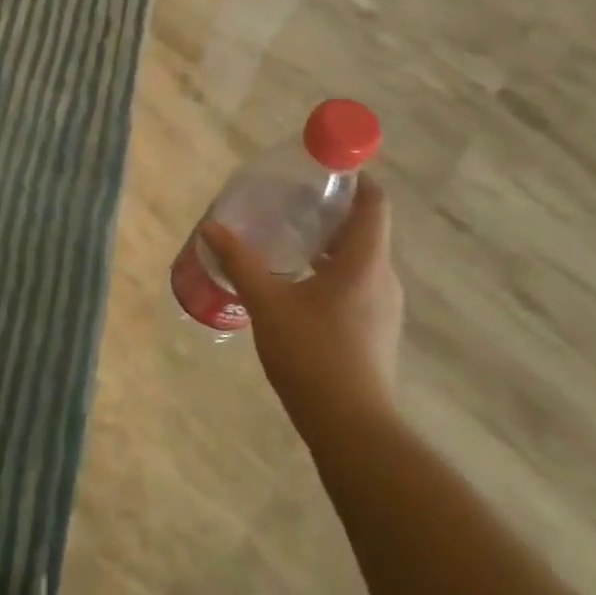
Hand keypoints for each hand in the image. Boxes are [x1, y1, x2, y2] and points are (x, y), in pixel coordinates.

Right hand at [200, 175, 402, 440]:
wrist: (350, 424)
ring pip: (360, 260)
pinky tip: (296, 286)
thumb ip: (240, 262)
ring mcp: (383, 306)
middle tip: (289, 203)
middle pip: (365, 229)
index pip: (374, 203)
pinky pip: (356, 284)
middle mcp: (382, 278)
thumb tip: (212, 228)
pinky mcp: (375, 329)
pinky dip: (331, 272)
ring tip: (287, 241)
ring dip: (329, 245)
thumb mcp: (267, 303)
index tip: (322, 170)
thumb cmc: (311, 353)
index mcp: (364, 262)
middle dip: (330, 212)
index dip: (355, 179)